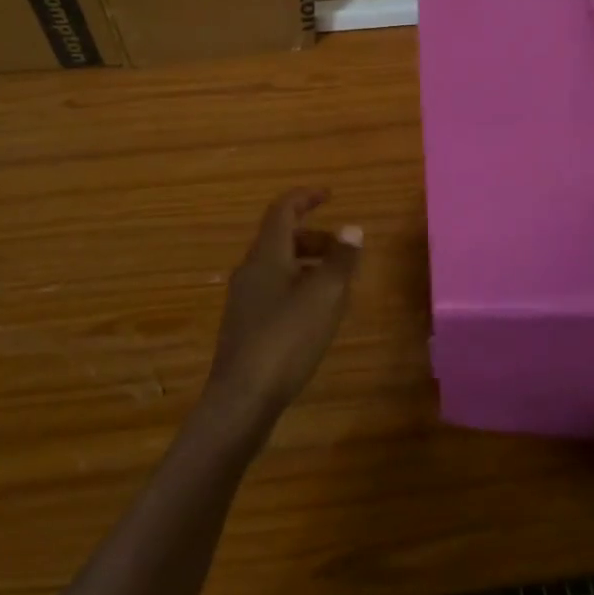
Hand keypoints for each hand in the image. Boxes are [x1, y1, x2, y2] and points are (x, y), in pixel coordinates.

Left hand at [205, 189, 363, 431]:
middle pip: (280, 238)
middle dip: (313, 236)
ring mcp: (244, 300)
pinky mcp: (245, 326)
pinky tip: (315, 314)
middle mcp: (250, 270)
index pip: (283, 210)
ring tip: (336, 282)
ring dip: (306, 263)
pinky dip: (297, 286)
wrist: (242, 399)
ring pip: (277, 266)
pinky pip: (274, 290)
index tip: (329, 195)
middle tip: (343, 249)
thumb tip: (351, 228)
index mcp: (266, 255)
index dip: (305, 198)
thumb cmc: (286, 339)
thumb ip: (340, 260)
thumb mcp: (324, 296)